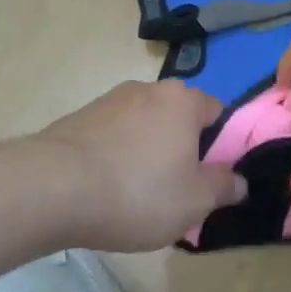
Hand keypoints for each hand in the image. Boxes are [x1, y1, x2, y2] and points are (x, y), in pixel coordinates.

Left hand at [39, 81, 246, 250]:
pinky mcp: (76, 119)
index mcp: (183, 101)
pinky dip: (114, 157)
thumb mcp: (195, 201)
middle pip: (177, 118)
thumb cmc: (138, 192)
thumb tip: (239, 181)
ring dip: (145, 152)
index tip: (210, 177)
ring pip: (142, 127)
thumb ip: (224, 187)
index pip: (216, 112)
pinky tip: (104, 189)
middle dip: (180, 148)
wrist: (51, 190)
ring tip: (135, 194)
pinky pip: (111, 137)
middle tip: (176, 189)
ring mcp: (107, 101)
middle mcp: (147, 90)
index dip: (219, 145)